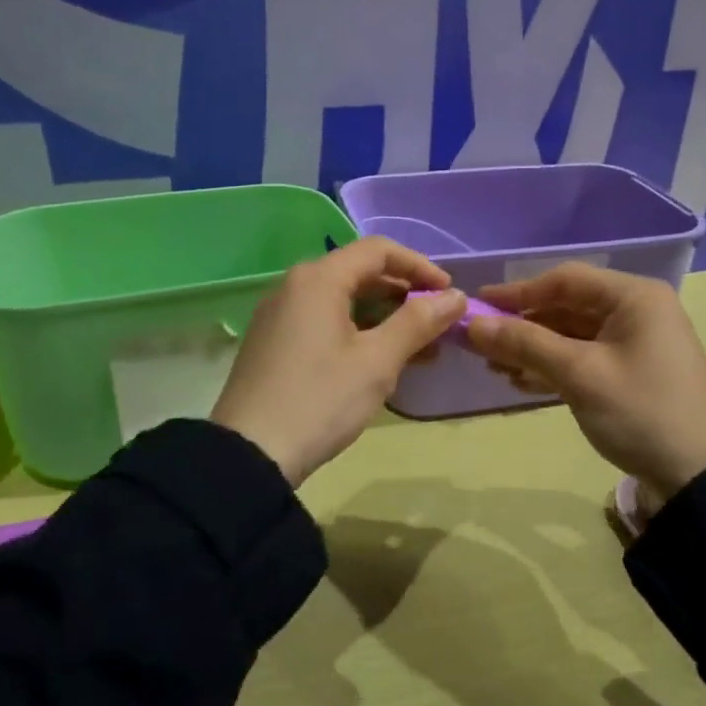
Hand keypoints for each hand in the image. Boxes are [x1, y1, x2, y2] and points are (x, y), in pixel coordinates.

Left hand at [211, 237, 465, 484]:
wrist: (249, 454)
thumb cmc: (320, 400)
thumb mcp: (377, 361)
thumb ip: (418, 323)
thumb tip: (455, 297)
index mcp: (318, 279)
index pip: (379, 250)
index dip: (420, 266)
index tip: (449, 294)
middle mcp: (295, 286)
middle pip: (360, 273)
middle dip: (404, 295)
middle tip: (438, 323)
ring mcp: (280, 315)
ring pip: (343, 301)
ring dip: (385, 318)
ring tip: (420, 349)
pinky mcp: (274, 343)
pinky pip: (325, 322)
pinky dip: (359, 332)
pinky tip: (382, 362)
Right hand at [465, 264, 705, 505]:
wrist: (699, 477)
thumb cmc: (641, 412)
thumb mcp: (580, 374)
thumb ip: (525, 344)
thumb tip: (473, 324)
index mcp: (634, 297)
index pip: (565, 280)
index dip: (518, 292)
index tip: (478, 306)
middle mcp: (636, 313)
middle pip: (567, 307)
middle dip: (523, 325)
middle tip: (480, 344)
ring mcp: (635, 345)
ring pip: (572, 336)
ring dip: (533, 349)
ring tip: (494, 367)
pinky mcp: (630, 375)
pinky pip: (583, 360)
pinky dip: (553, 368)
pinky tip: (522, 382)